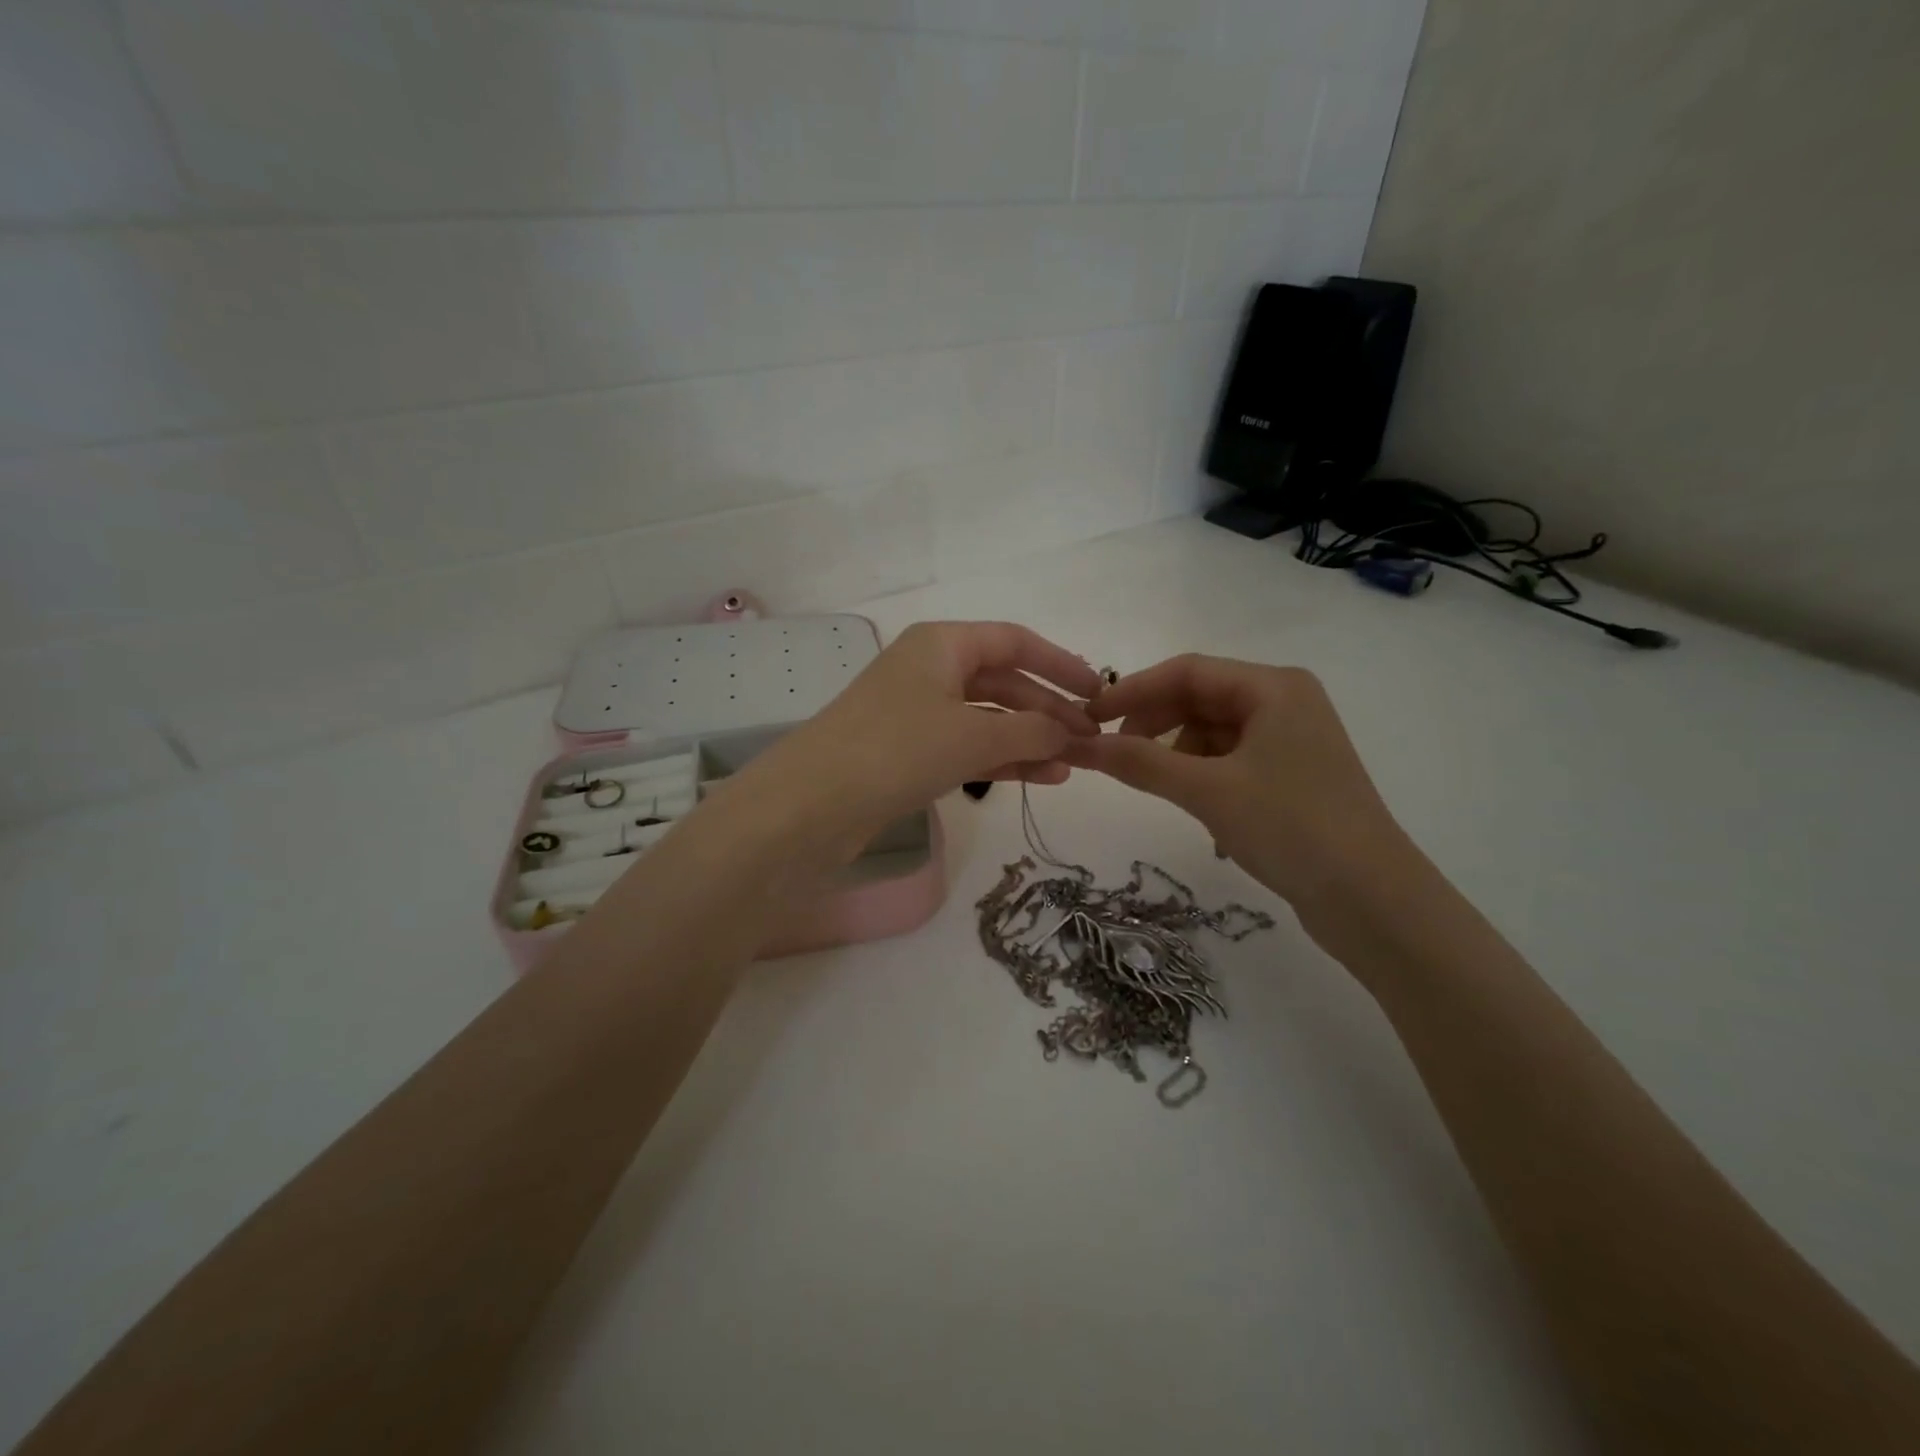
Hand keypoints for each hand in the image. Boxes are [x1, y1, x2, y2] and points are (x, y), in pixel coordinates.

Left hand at [745, 621, 1100, 842]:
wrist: (811, 805)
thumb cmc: (897, 749)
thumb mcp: (974, 736)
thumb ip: (1031, 732)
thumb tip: (1068, 733)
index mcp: (942, 644)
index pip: (1015, 642)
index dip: (1061, 664)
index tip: (1099, 691)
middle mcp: (929, 670)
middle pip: (1003, 681)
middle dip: (1048, 710)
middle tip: (1090, 740)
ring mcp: (916, 712)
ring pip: (987, 718)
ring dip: (1030, 739)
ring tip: (1074, 766)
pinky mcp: (908, 752)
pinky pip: (967, 747)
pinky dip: (1002, 760)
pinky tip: (1041, 778)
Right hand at [1061, 654, 1412, 913]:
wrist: (1373, 901)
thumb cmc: (1291, 828)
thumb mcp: (1208, 791)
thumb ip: (1140, 762)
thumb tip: (1079, 744)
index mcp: (1273, 688)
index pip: (1187, 671)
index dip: (1133, 690)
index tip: (1089, 717)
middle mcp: (1285, 703)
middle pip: (1200, 698)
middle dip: (1154, 723)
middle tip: (1115, 755)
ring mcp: (1292, 740)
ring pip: (1213, 732)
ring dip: (1177, 754)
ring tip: (1161, 789)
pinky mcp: (1292, 776)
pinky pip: (1231, 760)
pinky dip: (1203, 777)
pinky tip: (1201, 812)